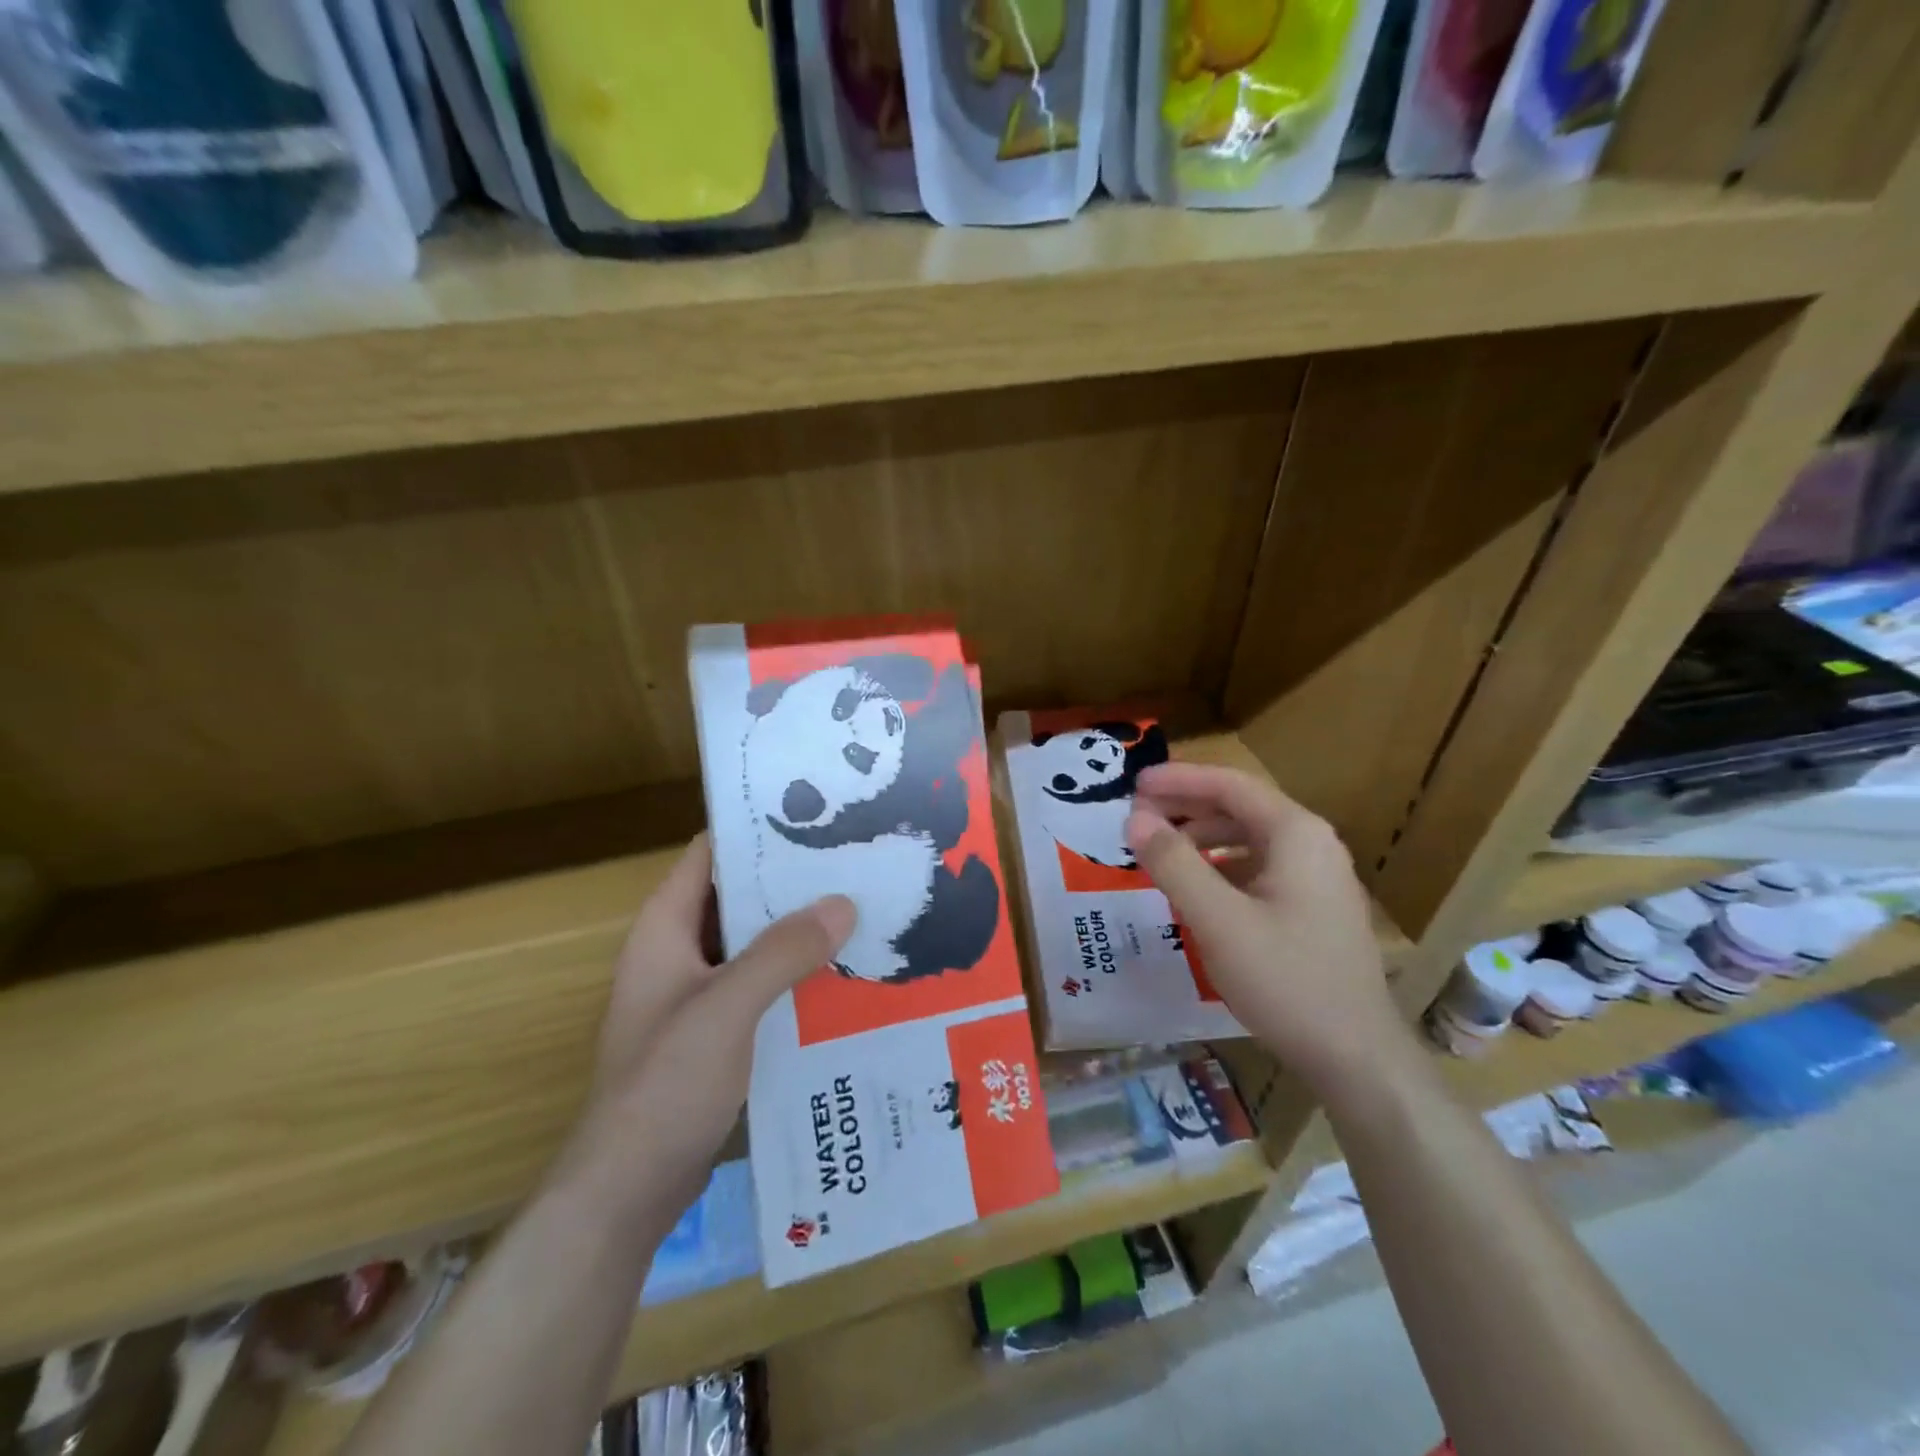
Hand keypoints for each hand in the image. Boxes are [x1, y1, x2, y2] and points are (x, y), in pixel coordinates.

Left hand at [555, 834, 854, 1233]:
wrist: (628, 1190)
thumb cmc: (665, 1085)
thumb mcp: (727, 1009)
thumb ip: (783, 952)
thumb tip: (843, 903)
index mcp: (665, 928)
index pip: (710, 854)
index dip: (756, 830)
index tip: (816, 816)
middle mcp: (677, 951)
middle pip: (737, 897)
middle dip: (791, 882)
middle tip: (855, 863)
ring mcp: (695, 993)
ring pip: (752, 942)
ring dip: (797, 930)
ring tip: (860, 910)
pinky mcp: (713, 1031)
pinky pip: (759, 983)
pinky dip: (793, 973)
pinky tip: (841, 974)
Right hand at [1125, 763, 1405, 1098]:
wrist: (1355, 1056)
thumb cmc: (1286, 979)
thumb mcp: (1218, 920)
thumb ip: (1173, 864)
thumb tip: (1135, 817)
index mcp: (1296, 834)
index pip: (1230, 785)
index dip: (1178, 779)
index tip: (1133, 783)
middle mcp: (1312, 845)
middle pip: (1240, 808)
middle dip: (1186, 806)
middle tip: (1137, 816)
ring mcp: (1317, 878)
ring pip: (1249, 838)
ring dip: (1201, 836)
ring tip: (1159, 849)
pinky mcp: (1313, 908)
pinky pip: (1258, 868)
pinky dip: (1220, 866)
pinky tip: (1195, 888)